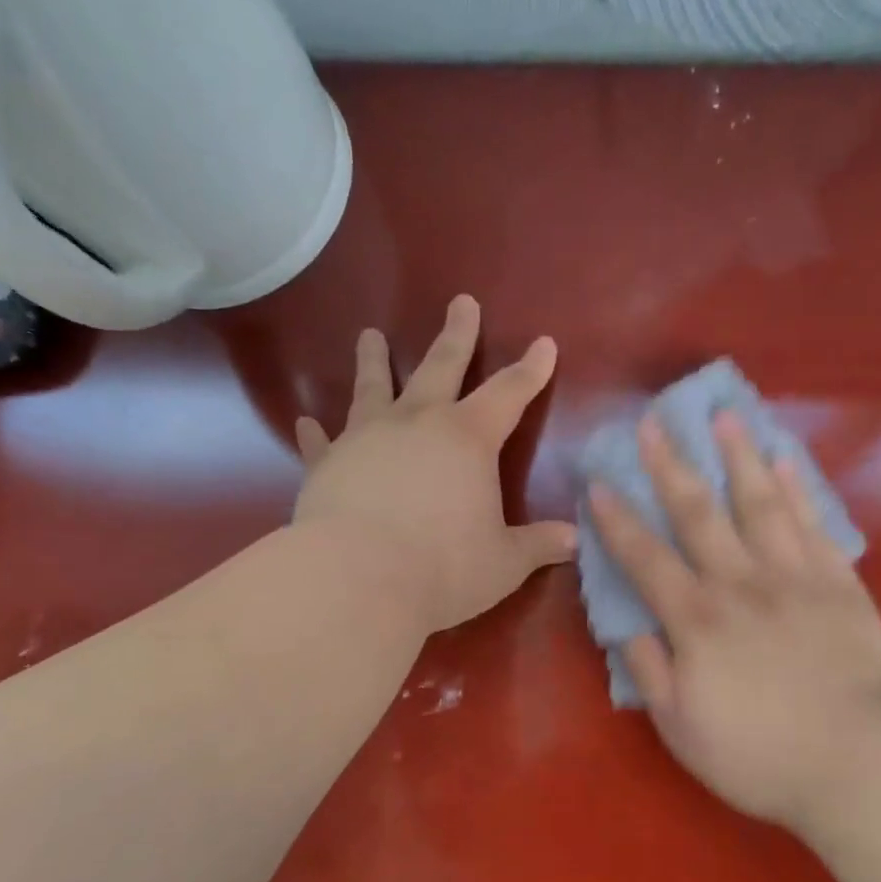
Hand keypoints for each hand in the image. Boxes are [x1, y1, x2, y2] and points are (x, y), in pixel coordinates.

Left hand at [293, 295, 576, 633]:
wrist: (357, 579)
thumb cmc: (443, 567)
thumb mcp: (504, 562)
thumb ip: (538, 545)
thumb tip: (575, 539)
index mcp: (468, 439)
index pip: (509, 394)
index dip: (531, 370)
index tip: (544, 343)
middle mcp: (418, 424)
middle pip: (441, 367)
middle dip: (457, 335)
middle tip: (461, 301)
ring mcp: (366, 439)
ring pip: (372, 389)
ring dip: (373, 362)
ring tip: (369, 335)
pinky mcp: (327, 465)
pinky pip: (321, 443)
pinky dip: (314, 433)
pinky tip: (305, 421)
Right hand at [587, 411, 880, 832]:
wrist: (859, 764)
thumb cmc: (759, 755)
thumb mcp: (681, 728)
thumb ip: (650, 672)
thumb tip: (629, 627)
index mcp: (696, 620)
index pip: (646, 558)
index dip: (618, 520)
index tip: (598, 483)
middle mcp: (740, 584)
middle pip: (698, 513)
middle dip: (669, 465)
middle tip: (653, 422)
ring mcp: (794, 577)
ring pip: (760, 504)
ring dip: (737, 457)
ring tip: (723, 416)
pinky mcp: (839, 583)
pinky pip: (814, 525)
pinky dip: (798, 489)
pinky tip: (784, 458)